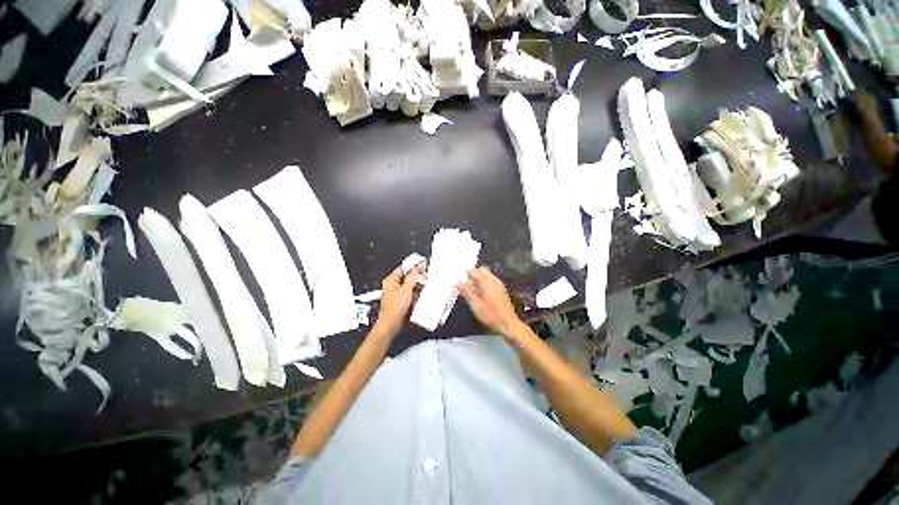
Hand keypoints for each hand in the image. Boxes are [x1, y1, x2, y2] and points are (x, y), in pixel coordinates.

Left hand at [373, 263, 423, 337]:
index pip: (403, 268)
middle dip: (416, 276)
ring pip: (408, 285)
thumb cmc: (396, 306)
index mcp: (391, 280)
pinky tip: (421, 294)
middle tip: (426, 276)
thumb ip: (412, 278)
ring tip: (425, 284)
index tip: (423, 266)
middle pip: (406, 276)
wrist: (391, 324)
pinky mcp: (399, 300)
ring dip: (416, 285)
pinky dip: (414, 292)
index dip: (413, 266)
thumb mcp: (406, 290)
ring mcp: (396, 293)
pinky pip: (408, 292)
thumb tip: (416, 268)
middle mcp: (392, 285)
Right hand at [458, 267, 524, 337]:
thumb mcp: (475, 304)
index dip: (465, 273)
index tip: (458, 280)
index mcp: (487, 281)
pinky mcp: (501, 290)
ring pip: (486, 276)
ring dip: (478, 279)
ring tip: (470, 289)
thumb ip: (466, 291)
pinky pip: (490, 281)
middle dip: (472, 275)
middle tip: (464, 284)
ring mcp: (499, 284)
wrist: (508, 324)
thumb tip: (458, 279)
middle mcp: (494, 280)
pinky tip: (479, 293)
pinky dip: (483, 284)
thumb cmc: (490, 315)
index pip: (474, 270)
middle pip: (481, 271)